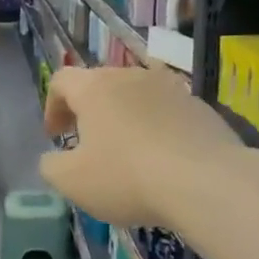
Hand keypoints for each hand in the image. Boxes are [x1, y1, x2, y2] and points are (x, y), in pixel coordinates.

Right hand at [39, 65, 242, 227]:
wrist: (207, 182)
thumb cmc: (126, 176)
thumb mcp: (71, 181)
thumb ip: (51, 166)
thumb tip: (53, 159)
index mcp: (95, 88)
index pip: (61, 80)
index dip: (52, 106)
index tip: (55, 136)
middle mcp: (132, 77)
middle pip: (100, 84)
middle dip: (88, 111)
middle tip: (87, 143)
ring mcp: (171, 88)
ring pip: (136, 97)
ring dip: (124, 119)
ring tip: (127, 153)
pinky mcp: (201, 107)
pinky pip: (167, 113)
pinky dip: (156, 130)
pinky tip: (162, 161)